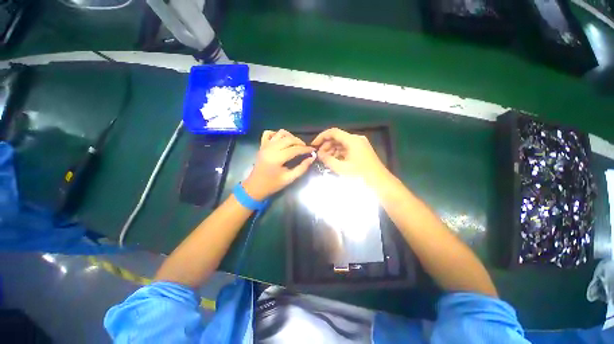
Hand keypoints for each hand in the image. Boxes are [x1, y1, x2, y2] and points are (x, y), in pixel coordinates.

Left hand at [242, 129, 314, 200]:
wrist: (255, 186)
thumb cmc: (272, 184)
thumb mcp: (289, 178)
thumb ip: (302, 168)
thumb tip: (312, 158)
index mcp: (277, 158)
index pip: (295, 149)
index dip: (306, 149)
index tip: (313, 150)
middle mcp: (270, 148)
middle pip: (289, 139)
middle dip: (300, 142)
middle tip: (305, 148)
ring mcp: (265, 145)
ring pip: (280, 133)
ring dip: (290, 137)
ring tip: (295, 144)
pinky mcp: (262, 145)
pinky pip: (269, 133)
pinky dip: (277, 134)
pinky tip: (282, 141)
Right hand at [311, 128, 388, 184]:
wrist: (380, 183)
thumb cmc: (360, 175)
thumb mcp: (341, 168)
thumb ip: (328, 159)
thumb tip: (319, 154)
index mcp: (352, 140)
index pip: (333, 132)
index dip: (321, 137)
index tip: (314, 145)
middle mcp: (356, 139)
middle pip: (337, 138)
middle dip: (326, 145)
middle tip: (319, 156)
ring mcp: (360, 145)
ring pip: (342, 143)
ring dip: (332, 150)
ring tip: (325, 160)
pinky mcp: (361, 151)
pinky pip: (347, 149)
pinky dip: (339, 153)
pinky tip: (334, 161)